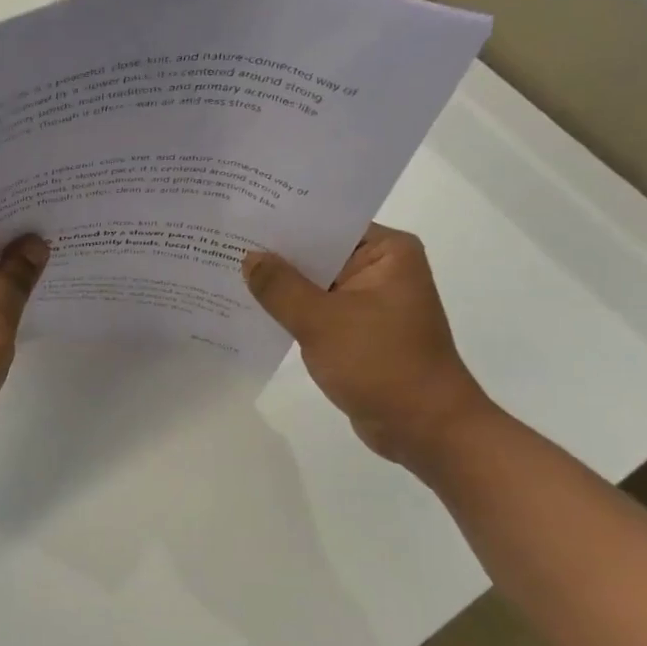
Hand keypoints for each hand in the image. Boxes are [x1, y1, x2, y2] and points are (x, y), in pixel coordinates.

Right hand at [243, 224, 492, 466]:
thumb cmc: (381, 365)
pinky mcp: (357, 329)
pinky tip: (250, 308)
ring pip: (314, 282)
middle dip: (275, 253)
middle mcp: (381, 268)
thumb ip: (280, 286)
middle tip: (222, 241)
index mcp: (387, 252)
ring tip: (226, 270)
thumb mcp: (322, 321)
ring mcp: (369, 300)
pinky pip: (316, 309)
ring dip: (279, 284)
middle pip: (318, 251)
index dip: (282, 220)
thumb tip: (249, 257)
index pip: (327, 222)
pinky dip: (290, 310)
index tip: (239, 216)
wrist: (425, 429)